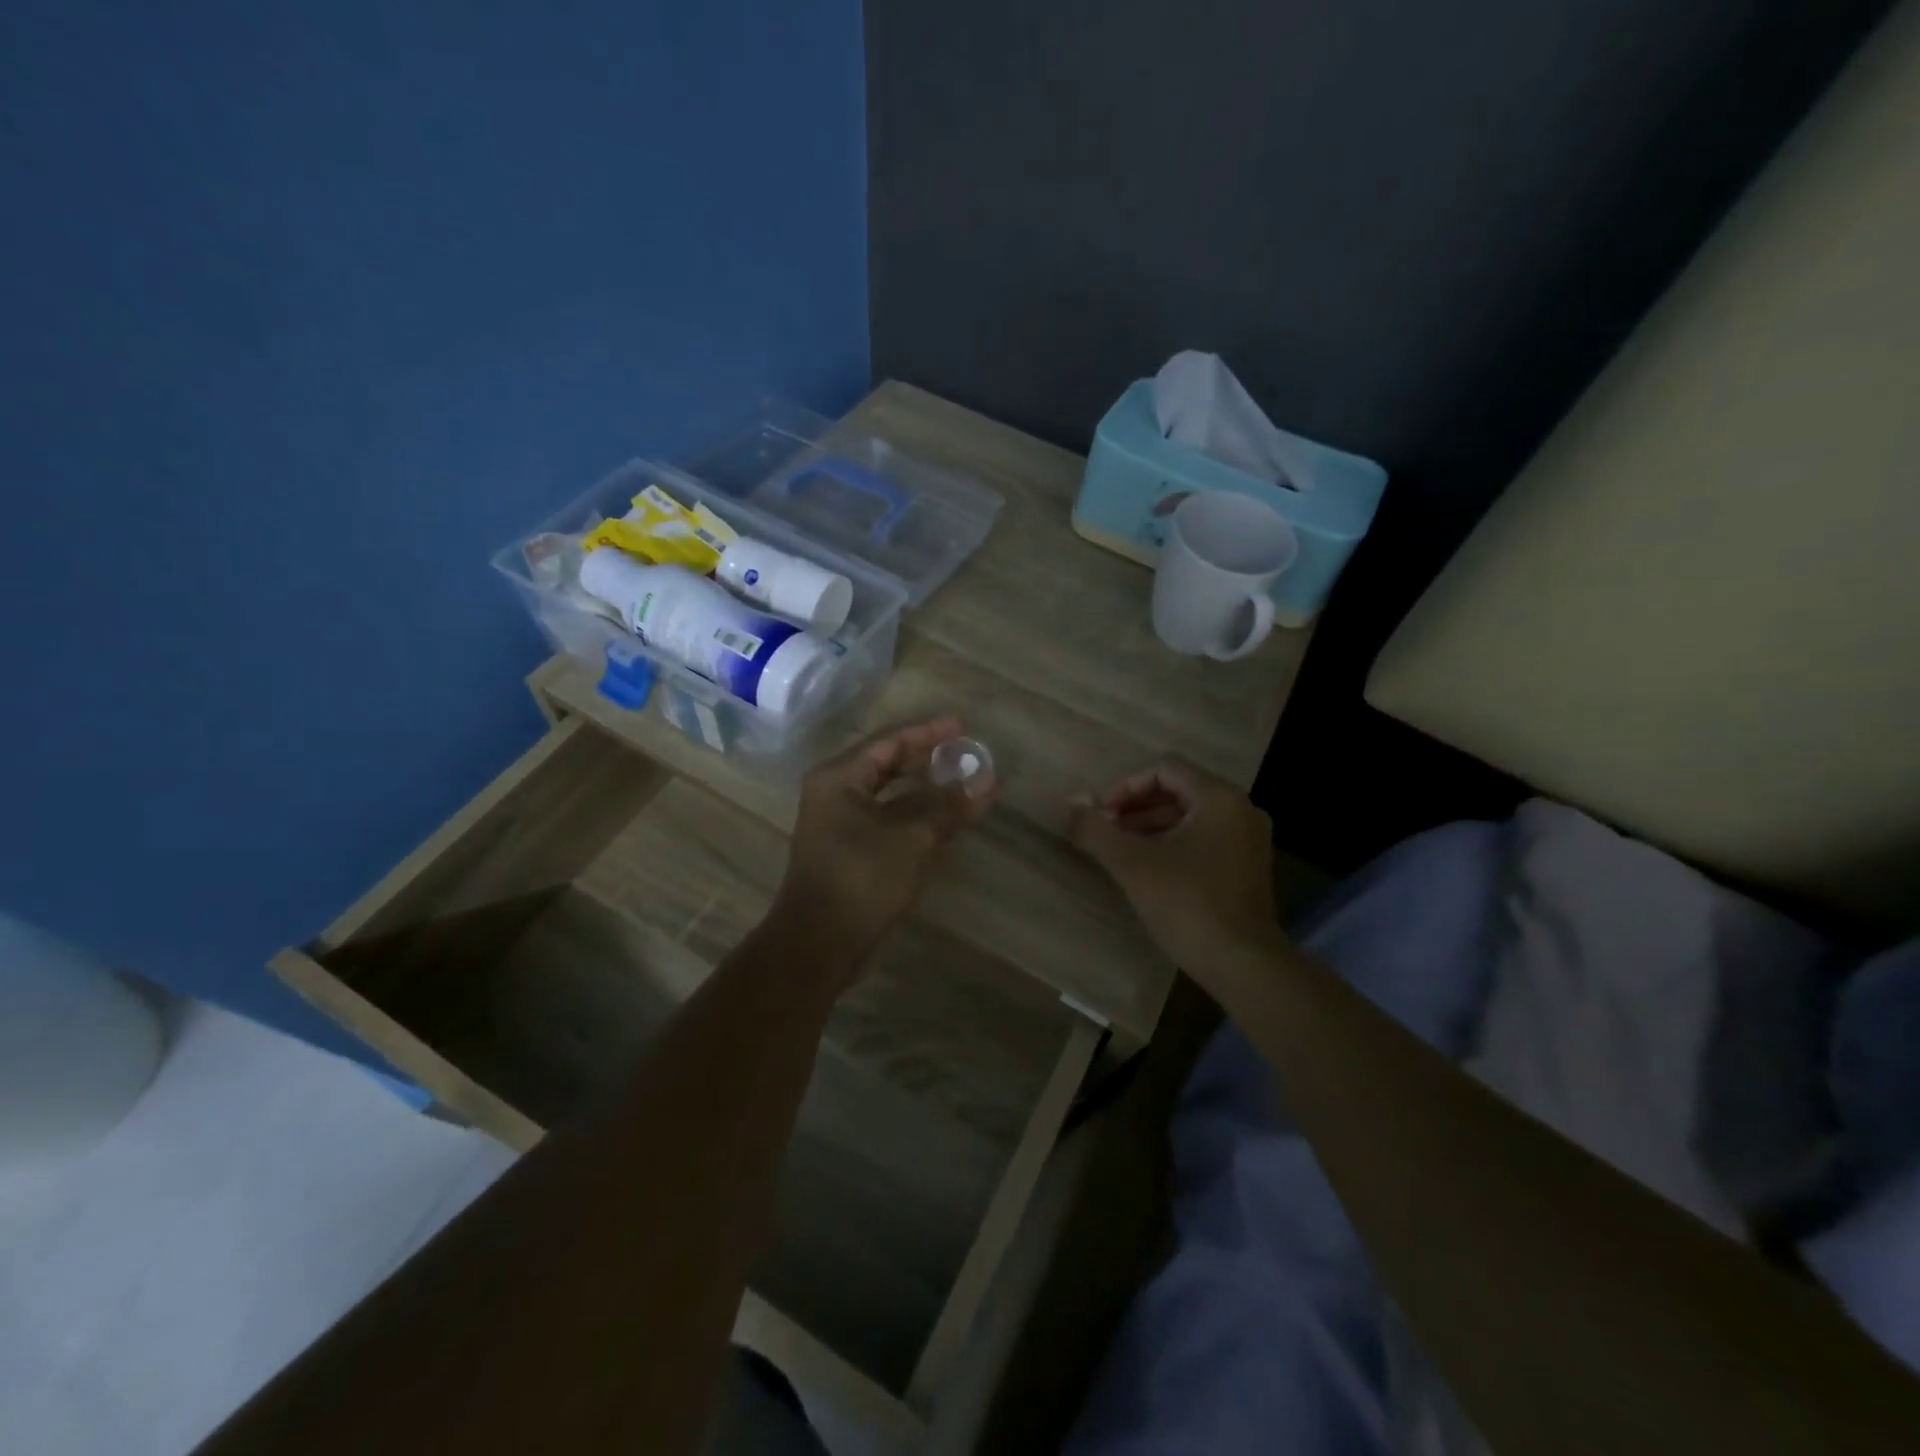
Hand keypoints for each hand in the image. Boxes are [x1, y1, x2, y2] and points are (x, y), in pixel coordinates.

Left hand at [772, 717, 996, 973]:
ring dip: (927, 790)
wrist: (819, 945)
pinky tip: (946, 818)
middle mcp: (835, 793)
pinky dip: (917, 815)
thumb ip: (949, 806)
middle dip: (928, 759)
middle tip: (966, 752)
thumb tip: (988, 781)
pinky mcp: (850, 850)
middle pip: (888, 764)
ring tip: (964, 783)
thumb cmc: (861, 880)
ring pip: (890, 795)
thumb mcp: (911, 839)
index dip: (928, 732)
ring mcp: (840, 823)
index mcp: (839, 778)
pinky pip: (888, 819)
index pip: (889, 741)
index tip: (963, 726)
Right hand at [1066, 761, 1281, 970]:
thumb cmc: (1187, 905)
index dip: (1125, 786)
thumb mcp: (1132, 864)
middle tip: (1104, 831)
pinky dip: (1172, 844)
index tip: (1100, 814)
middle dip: (1135, 807)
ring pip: (1190, 817)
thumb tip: (1066, 803)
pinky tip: (1147, 869)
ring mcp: (1249, 840)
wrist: (1243, 965)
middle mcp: (1240, 810)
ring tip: (1118, 850)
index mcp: (1219, 798)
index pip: (1164, 769)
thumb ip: (1095, 829)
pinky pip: (1203, 839)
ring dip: (1150, 826)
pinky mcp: (1247, 868)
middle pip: (1178, 790)